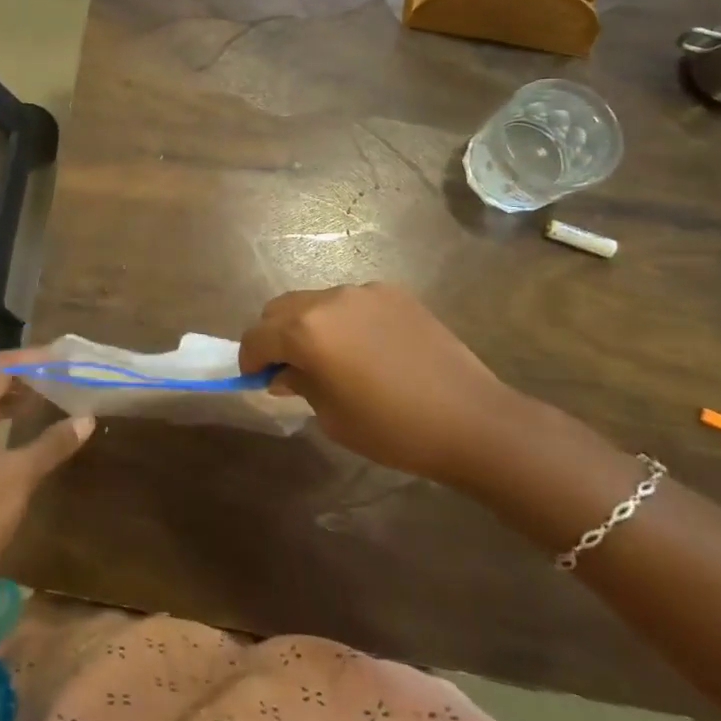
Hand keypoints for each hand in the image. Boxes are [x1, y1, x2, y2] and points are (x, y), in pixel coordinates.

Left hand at [0, 353, 94, 573]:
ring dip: (9, 396)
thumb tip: (86, 419)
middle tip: (51, 373)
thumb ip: (54, 443)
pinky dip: (1, 418)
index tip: (58, 358)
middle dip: (18, 374)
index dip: (28, 359)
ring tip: (43, 395)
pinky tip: (23, 430)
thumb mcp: (23, 474)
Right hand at [239, 283, 520, 484]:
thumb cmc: (393, 429)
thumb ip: (300, 385)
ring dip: (309, 324)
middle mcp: (328, 300)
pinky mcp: (392, 292)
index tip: (256, 377)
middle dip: (274, 335)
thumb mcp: (332, 417)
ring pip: (315, 301)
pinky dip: (344, 319)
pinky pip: (351, 301)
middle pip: (280, 308)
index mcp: (306, 331)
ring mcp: (362, 291)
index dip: (250, 358)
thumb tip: (286, 372)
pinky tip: (369, 348)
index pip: (257, 336)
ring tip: (333, 357)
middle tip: (289, 366)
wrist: (470, 419)